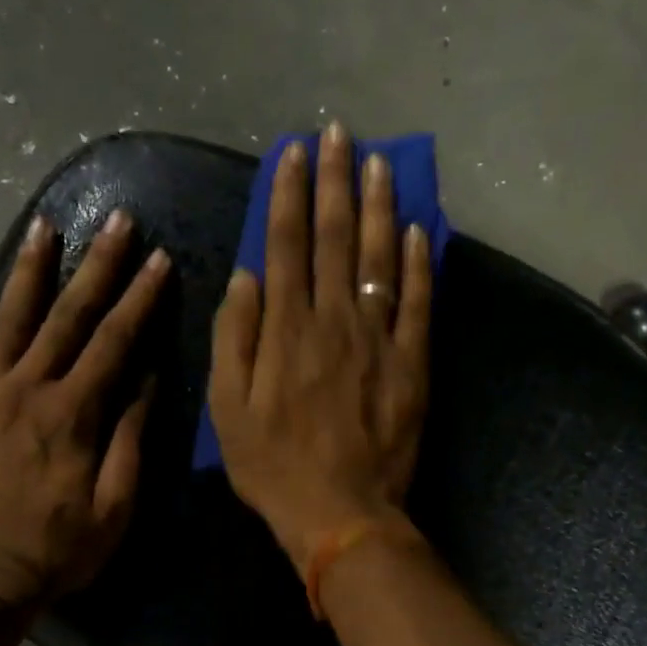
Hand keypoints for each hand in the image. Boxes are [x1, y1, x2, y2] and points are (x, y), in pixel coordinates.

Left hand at [0, 209, 167, 606]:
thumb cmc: (60, 548)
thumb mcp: (116, 506)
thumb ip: (130, 440)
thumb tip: (144, 383)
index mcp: (73, 413)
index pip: (114, 342)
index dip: (140, 299)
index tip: (160, 260)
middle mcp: (27, 389)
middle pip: (67, 316)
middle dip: (96, 265)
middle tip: (115, 220)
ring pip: (9, 320)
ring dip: (30, 271)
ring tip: (43, 226)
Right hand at [207, 122, 432, 572]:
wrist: (340, 512)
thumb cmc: (273, 468)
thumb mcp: (227, 410)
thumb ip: (233, 339)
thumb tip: (245, 277)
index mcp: (285, 330)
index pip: (284, 244)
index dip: (287, 194)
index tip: (292, 152)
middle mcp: (333, 321)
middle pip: (334, 238)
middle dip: (334, 180)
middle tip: (338, 133)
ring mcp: (378, 340)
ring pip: (380, 258)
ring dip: (378, 206)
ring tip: (379, 162)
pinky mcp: (412, 364)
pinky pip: (418, 304)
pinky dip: (419, 264)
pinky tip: (417, 230)